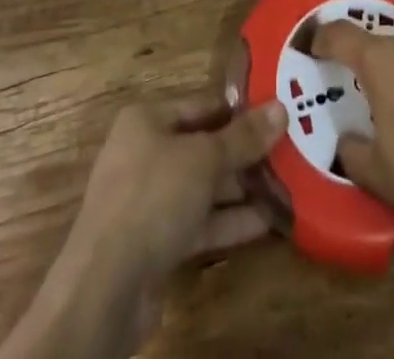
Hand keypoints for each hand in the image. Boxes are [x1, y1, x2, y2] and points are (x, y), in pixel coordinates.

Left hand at [68, 97, 286, 279]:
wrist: (104, 288)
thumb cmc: (153, 197)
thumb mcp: (204, 159)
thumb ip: (244, 137)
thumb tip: (282, 108)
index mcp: (147, 120)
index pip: (201, 105)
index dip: (239, 110)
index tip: (277, 115)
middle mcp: (145, 154)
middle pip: (204, 147)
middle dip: (244, 154)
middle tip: (290, 152)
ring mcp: (149, 201)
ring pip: (203, 187)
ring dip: (241, 190)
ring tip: (288, 186)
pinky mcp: (156, 243)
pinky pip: (199, 223)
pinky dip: (229, 222)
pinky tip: (267, 223)